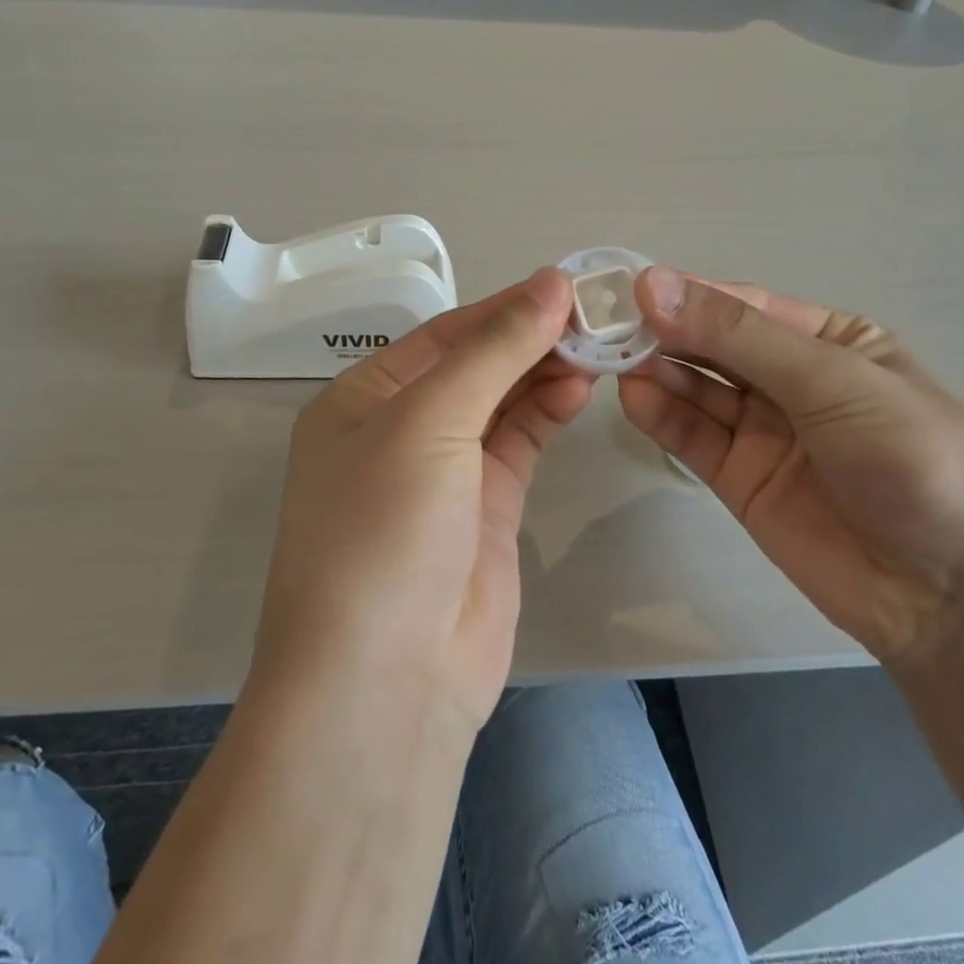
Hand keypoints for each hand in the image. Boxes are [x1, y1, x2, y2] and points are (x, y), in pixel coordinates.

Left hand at [252, 268, 593, 737]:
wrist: (387, 680)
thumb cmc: (384, 529)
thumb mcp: (429, 421)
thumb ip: (494, 350)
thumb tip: (551, 283)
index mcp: (364, 398)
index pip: (444, 334)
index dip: (504, 307)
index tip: (567, 284)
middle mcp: (401, 430)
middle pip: (476, 365)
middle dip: (530, 338)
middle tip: (596, 315)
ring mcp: (446, 473)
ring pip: (503, 403)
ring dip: (545, 372)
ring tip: (598, 347)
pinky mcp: (486, 510)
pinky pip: (520, 444)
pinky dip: (548, 413)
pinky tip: (580, 389)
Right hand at [617, 268, 963, 662]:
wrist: (953, 594)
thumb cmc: (914, 459)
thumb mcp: (833, 381)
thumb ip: (739, 336)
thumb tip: (654, 286)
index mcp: (828, 341)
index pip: (743, 306)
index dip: (688, 295)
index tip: (631, 290)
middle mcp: (790, 379)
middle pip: (712, 346)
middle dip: (663, 333)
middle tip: (606, 326)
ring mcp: (763, 431)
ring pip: (696, 390)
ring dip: (655, 372)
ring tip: (611, 361)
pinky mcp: (740, 480)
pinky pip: (693, 438)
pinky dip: (662, 417)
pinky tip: (633, 399)